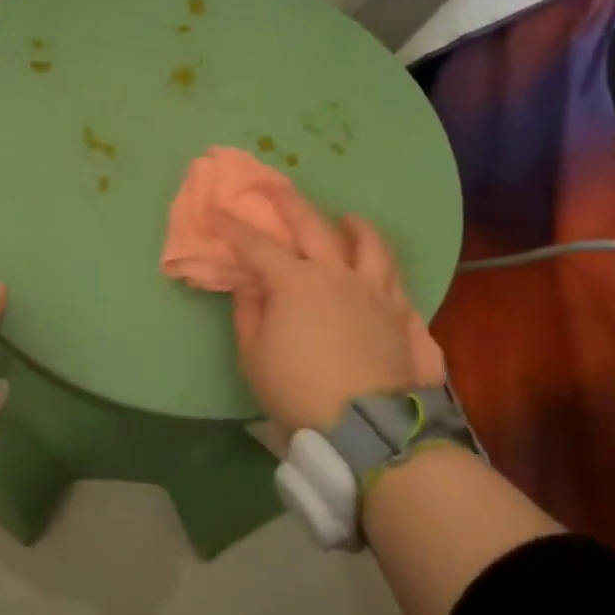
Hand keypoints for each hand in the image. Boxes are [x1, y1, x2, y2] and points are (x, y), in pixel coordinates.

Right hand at [223, 191, 445, 435]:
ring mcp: (371, 290)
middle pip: (312, 224)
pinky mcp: (397, 313)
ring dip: (353, 224)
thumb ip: (248, 311)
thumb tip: (248, 284)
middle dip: (287, 201)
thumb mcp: (253, 355)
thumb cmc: (298, 390)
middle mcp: (335, 274)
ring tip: (346, 218)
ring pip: (368, 242)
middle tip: (271, 187)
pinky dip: (381, 262)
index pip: (257, 244)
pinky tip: (376, 264)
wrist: (366, 427)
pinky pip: (393, 276)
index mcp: (295, 282)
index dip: (233, 227)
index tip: (216, 212)